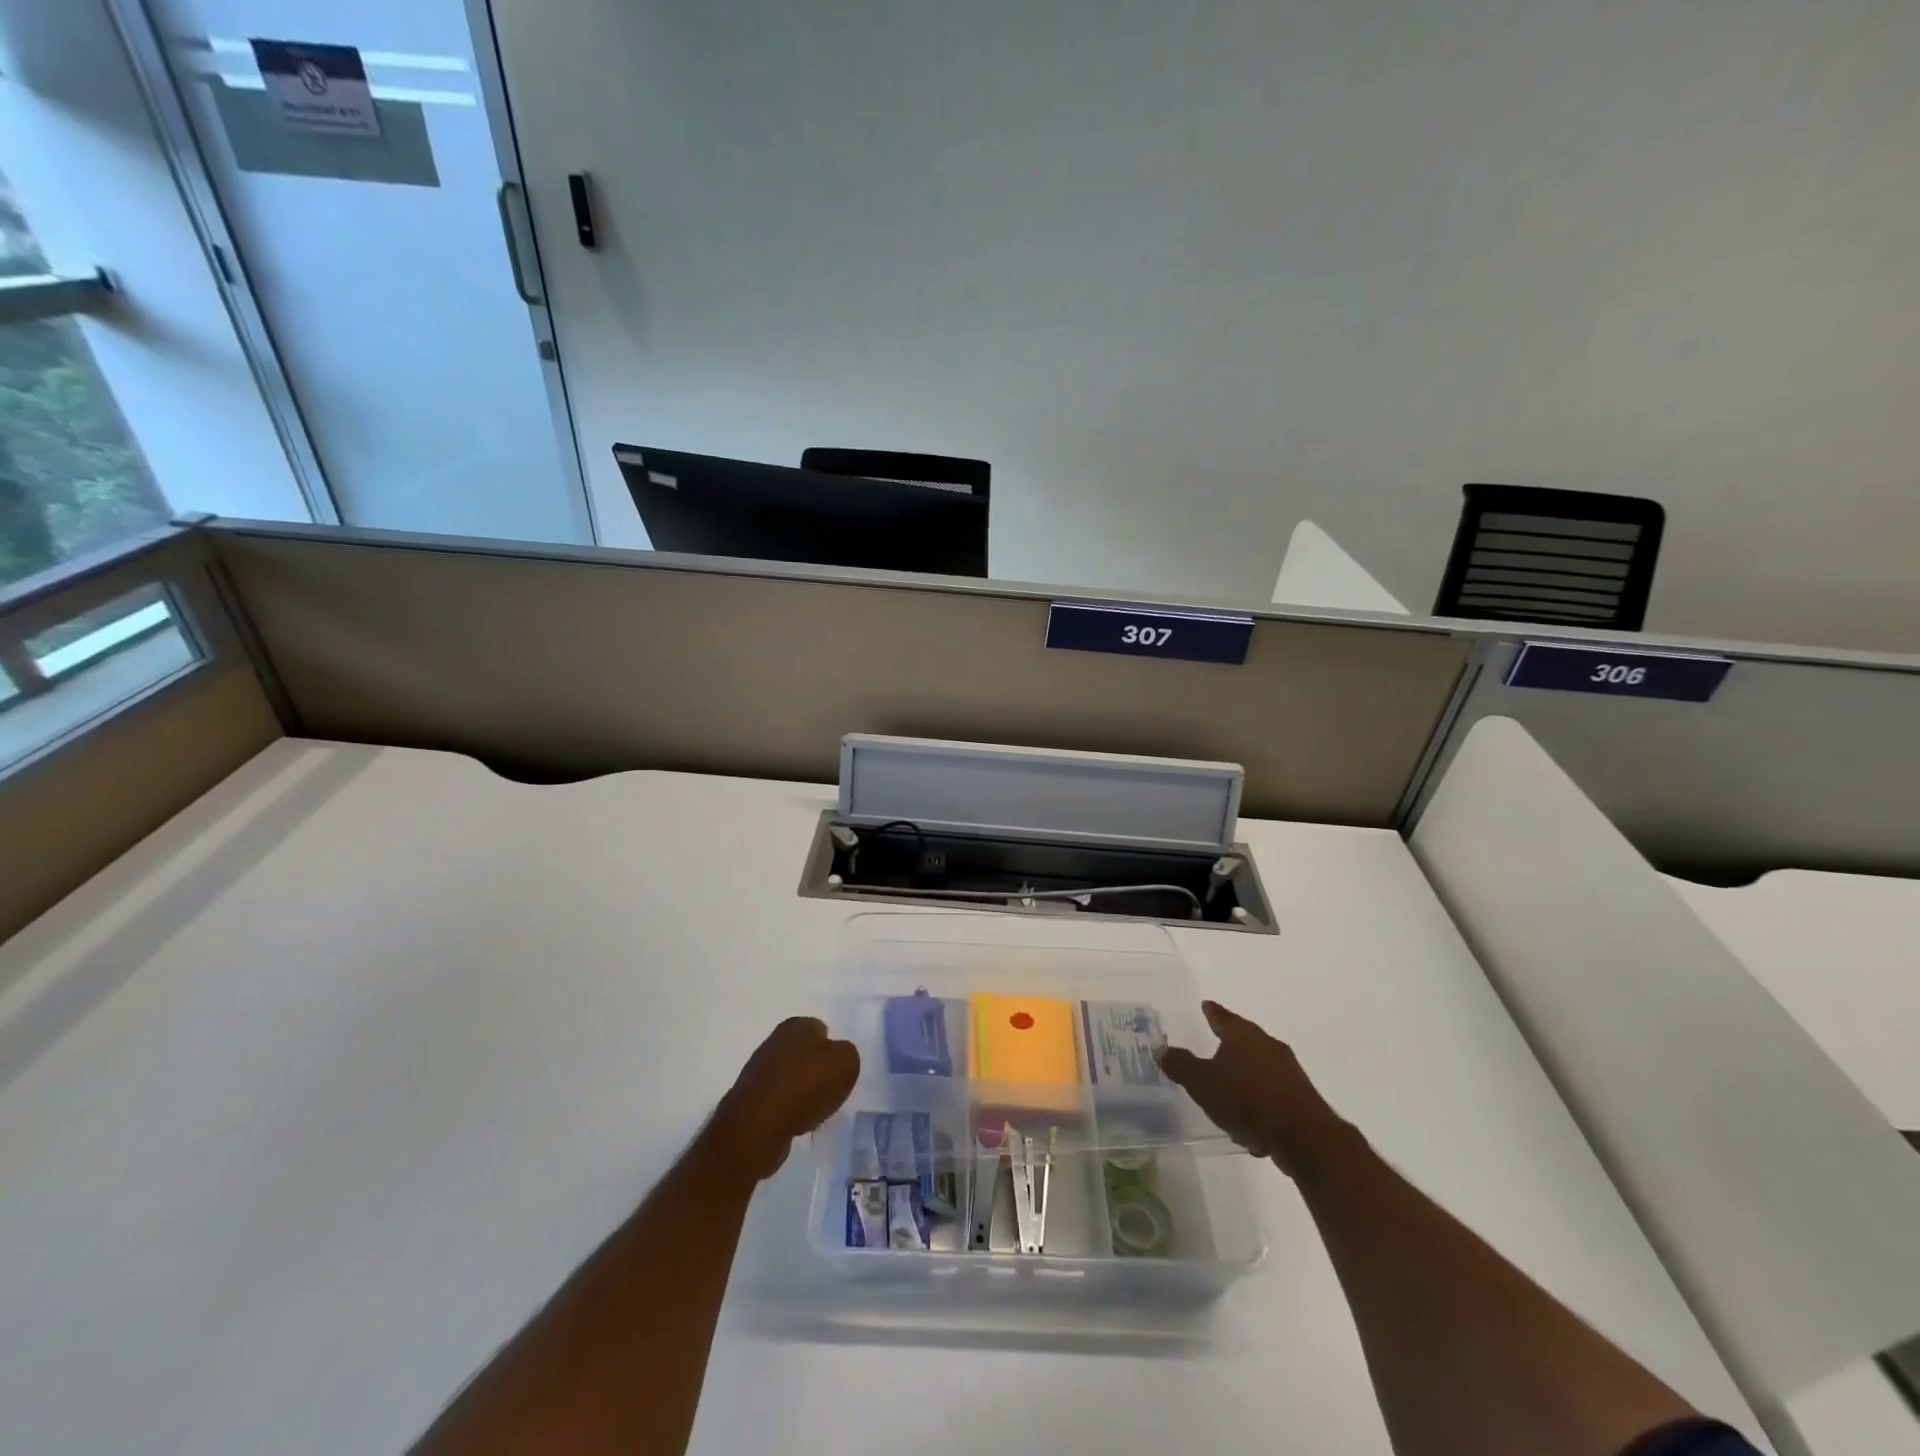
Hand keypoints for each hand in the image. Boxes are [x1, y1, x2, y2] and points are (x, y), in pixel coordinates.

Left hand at [704, 1017, 859, 1180]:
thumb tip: (837, 1058)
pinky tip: (794, 1122)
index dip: (833, 1050)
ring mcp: (757, 1070)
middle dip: (816, 1069)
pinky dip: (786, 1110)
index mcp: (797, 1025)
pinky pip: (777, 1100)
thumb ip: (847, 1054)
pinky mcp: (749, 1098)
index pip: (821, 1029)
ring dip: (801, 1091)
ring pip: (790, 1077)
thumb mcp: (846, 1063)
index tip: (839, 1071)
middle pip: (804, 1053)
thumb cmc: (806, 1086)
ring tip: (813, 1110)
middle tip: (829, 1090)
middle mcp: (774, 1040)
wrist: (758, 1126)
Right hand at [1158, 1001, 1353, 1177]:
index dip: (1211, 1012)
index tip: (1206, 1005)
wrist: (1304, 1137)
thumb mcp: (1203, 1083)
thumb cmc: (1247, 1099)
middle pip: (1243, 1039)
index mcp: (1242, 1035)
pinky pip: (1271, 1093)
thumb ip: (1181, 1065)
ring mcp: (1288, 1071)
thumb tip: (1160, 1049)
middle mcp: (1267, 1045)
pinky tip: (1249, 1122)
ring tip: (1227, 1091)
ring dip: (1244, 1076)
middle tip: (1214, 1046)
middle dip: (1229, 1044)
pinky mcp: (1301, 1098)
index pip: (1222, 1016)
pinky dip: (1258, 1100)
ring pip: (1258, 1067)